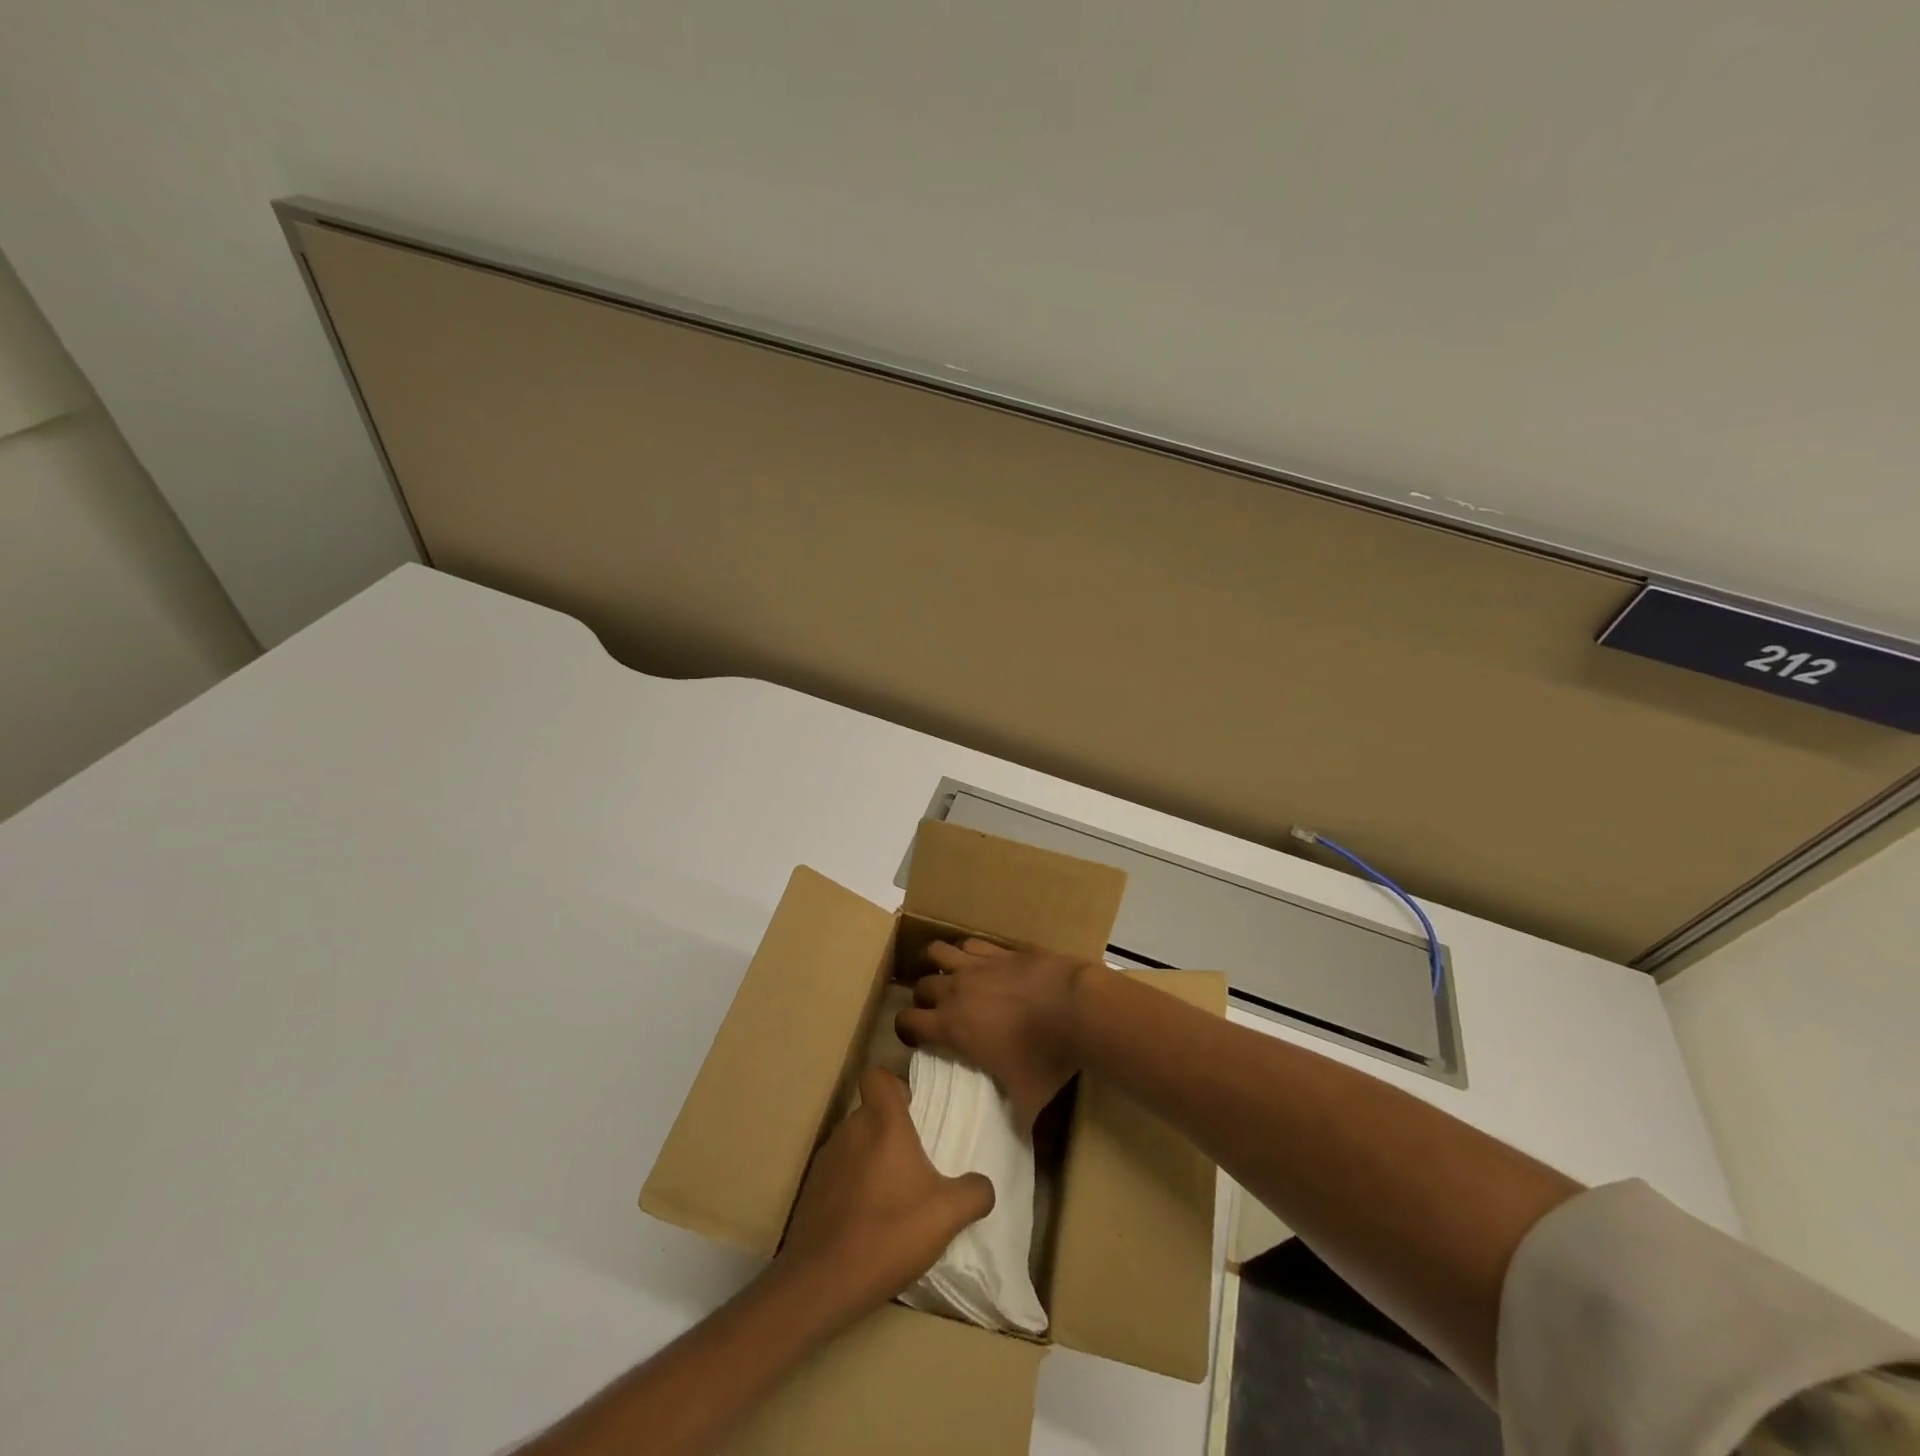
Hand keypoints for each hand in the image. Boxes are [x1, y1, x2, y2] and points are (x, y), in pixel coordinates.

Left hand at [776, 1067, 994, 1319]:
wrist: (821, 1282)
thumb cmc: (889, 1232)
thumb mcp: (947, 1214)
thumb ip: (974, 1192)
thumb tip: (983, 1185)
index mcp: (882, 1122)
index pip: (877, 1076)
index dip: (894, 1086)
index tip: (912, 1109)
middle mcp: (850, 1130)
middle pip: (870, 1113)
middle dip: (890, 1130)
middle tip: (914, 1162)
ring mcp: (826, 1160)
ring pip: (854, 1144)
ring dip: (871, 1160)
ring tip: (891, 1196)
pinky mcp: (811, 1191)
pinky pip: (838, 1174)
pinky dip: (852, 1188)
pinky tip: (866, 1222)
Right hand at [896, 939, 1100, 1127]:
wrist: (1076, 1007)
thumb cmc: (1045, 1056)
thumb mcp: (1027, 1098)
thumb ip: (1013, 1116)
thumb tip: (1015, 1136)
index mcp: (951, 1025)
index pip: (907, 1021)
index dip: (906, 1029)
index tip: (916, 1038)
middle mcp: (956, 990)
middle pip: (921, 985)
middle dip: (923, 998)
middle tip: (936, 1010)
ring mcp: (978, 965)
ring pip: (938, 952)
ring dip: (937, 963)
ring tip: (945, 973)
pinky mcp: (1000, 949)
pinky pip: (971, 943)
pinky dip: (968, 951)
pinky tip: (978, 962)